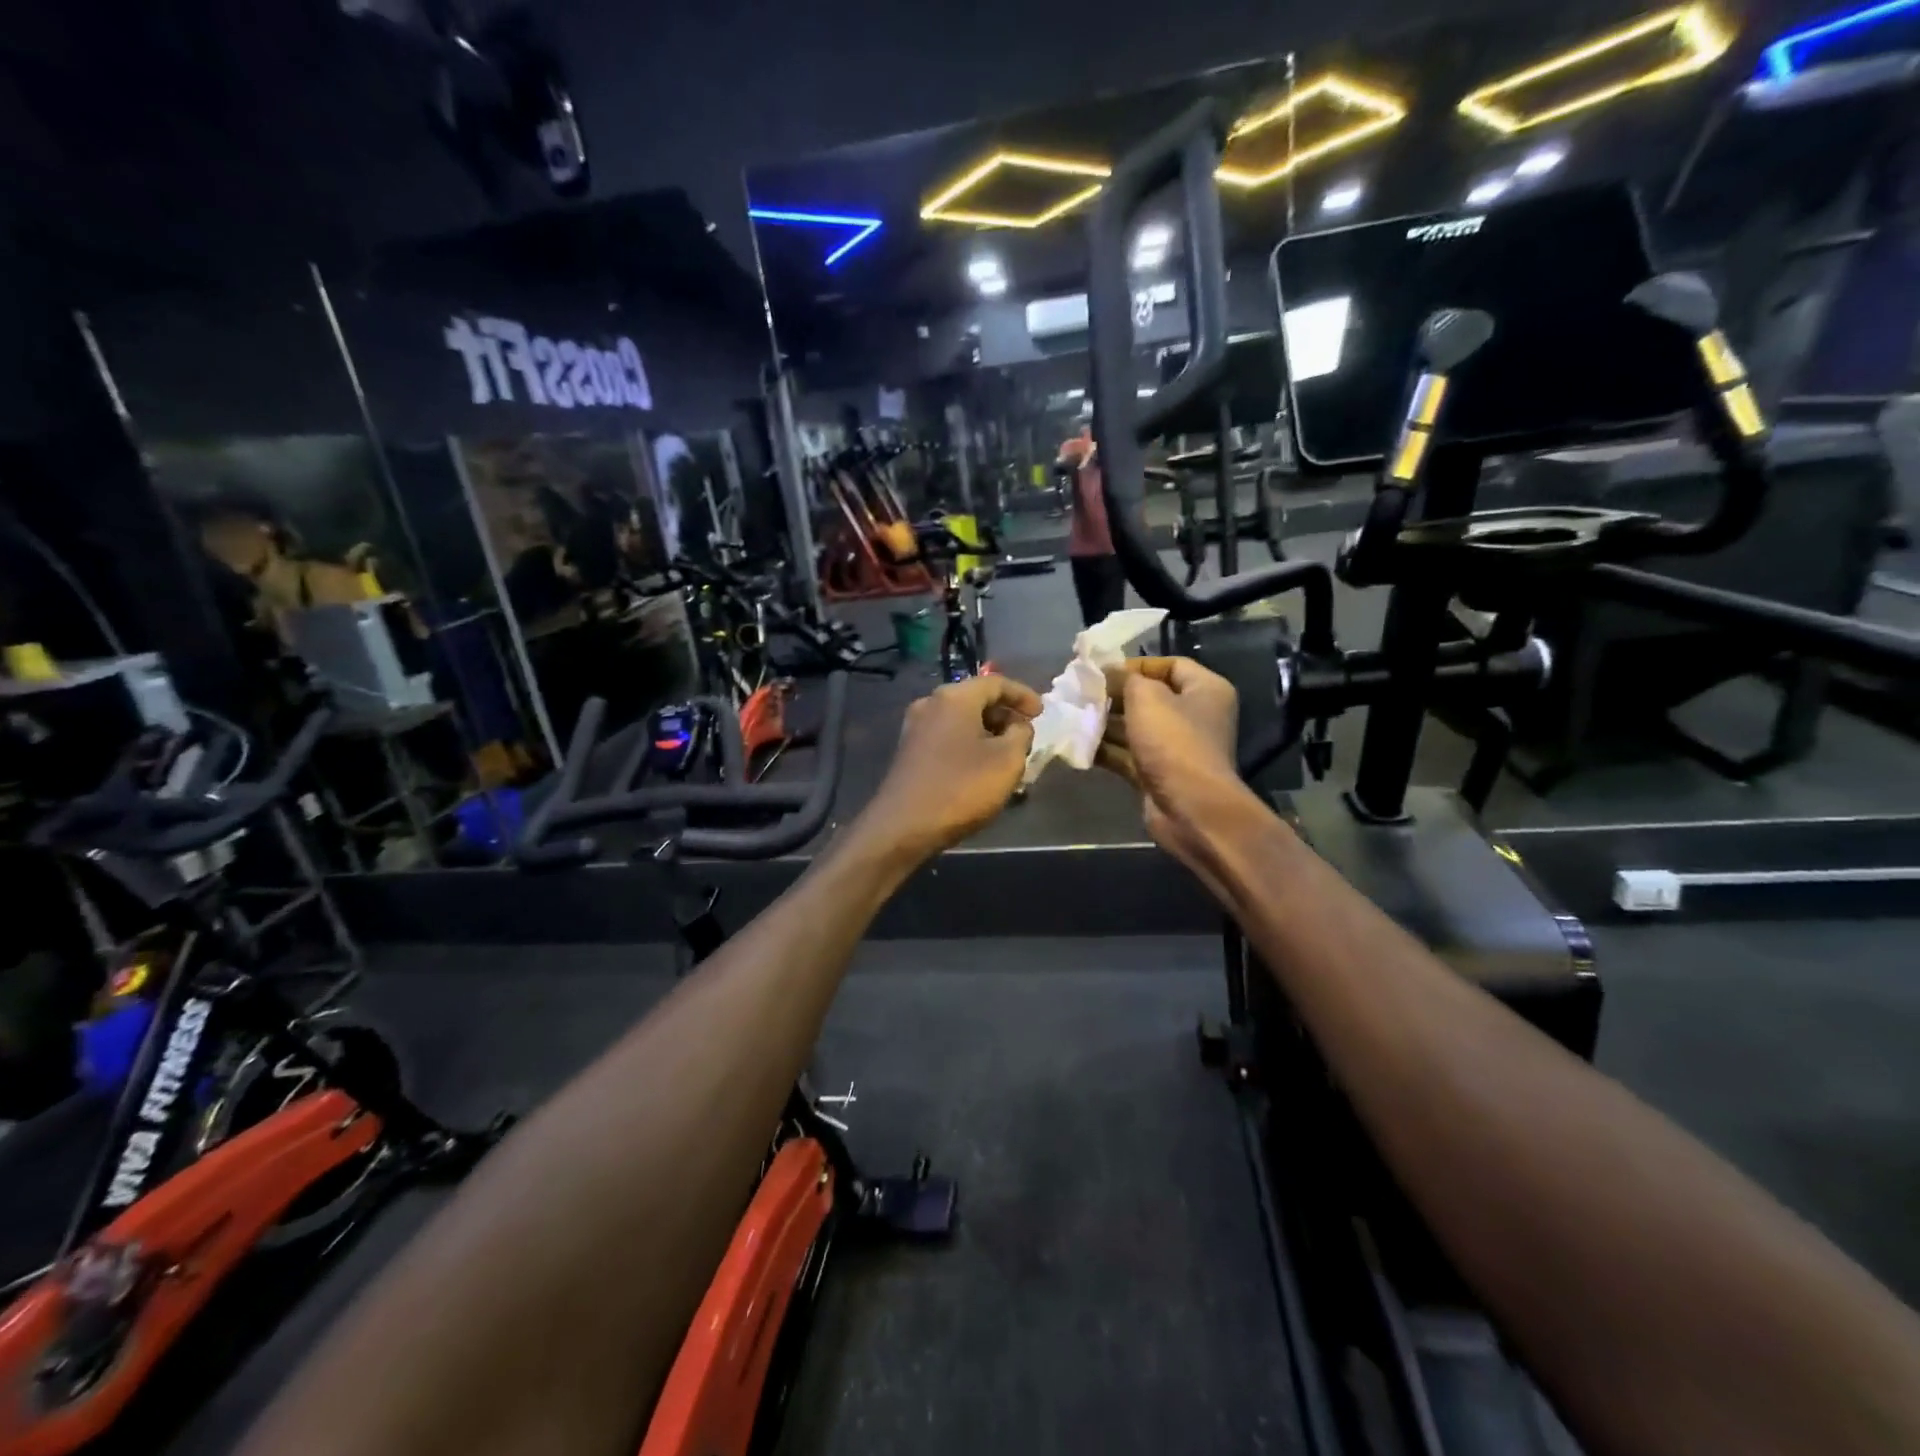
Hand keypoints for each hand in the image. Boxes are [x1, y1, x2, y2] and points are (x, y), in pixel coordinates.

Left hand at [864, 675, 1041, 860]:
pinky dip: (969, 744)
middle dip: (1004, 715)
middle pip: (976, 699)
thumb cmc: (961, 788)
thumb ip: (1021, 734)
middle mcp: (930, 704)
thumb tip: (1017, 726)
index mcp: (954, 697)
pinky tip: (981, 767)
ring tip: (1008, 754)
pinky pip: (947, 737)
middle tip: (1025, 735)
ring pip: (961, 720)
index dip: (1023, 695)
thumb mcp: (1008, 760)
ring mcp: (915, 728)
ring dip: (987, 732)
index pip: (995, 683)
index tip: (1042, 713)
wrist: (904, 826)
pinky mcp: (909, 751)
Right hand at [1097, 657, 1241, 866]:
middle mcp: (1194, 716)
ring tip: (1073, 716)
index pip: (1170, 665)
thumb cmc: (1174, 742)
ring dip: (1104, 723)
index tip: (1102, 671)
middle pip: (1149, 697)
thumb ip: (1125, 679)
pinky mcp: (1157, 773)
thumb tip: (1107, 672)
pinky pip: (1127, 754)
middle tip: (1081, 693)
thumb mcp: (1147, 698)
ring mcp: (1175, 748)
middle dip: (1113, 695)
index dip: (1136, 665)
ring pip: (1134, 727)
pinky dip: (1105, 749)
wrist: (1190, 808)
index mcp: (1205, 690)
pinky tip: (1077, 744)